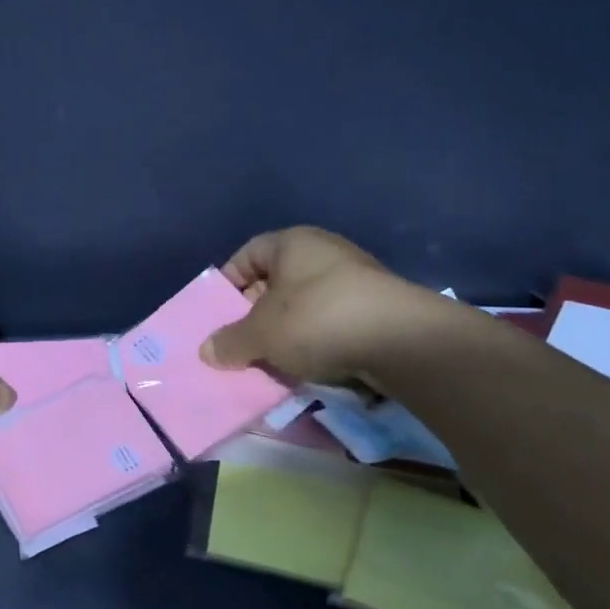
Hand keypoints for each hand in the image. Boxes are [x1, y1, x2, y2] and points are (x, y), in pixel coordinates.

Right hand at [199, 226, 441, 383]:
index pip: (247, 255)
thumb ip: (230, 341)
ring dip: (286, 331)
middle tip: (240, 342)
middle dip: (255, 312)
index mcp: (292, 242)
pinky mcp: (377, 308)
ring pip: (304, 304)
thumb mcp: (261, 334)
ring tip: (271, 360)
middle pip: (275, 280)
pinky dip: (316, 341)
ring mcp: (355, 278)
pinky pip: (332, 321)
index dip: (227, 283)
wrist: (403, 341)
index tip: (217, 313)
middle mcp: (324, 251)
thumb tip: (206, 351)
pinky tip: (308, 366)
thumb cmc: (317, 319)